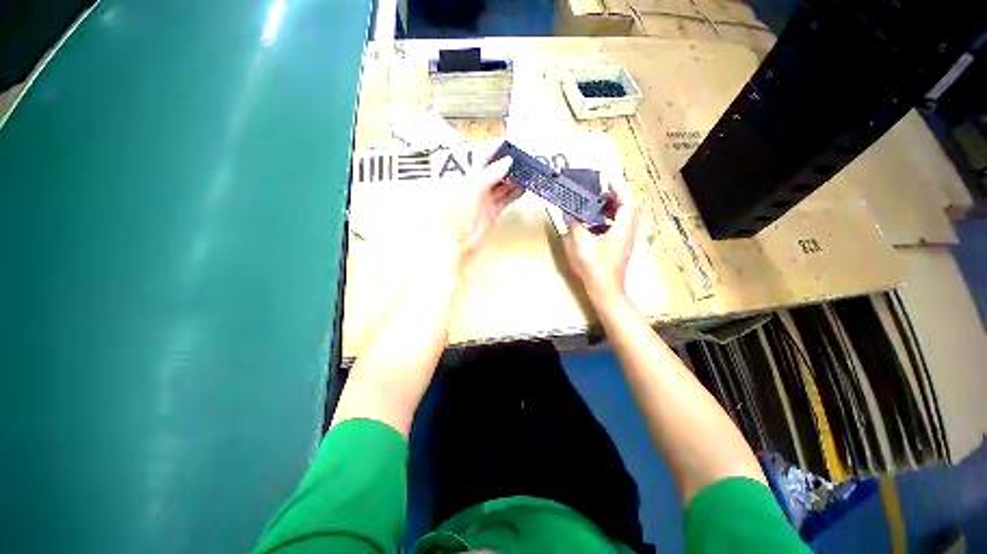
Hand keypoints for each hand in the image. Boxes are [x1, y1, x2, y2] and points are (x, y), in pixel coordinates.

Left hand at [437, 148, 522, 259]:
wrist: (458, 243)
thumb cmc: (457, 217)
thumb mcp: (471, 192)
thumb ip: (488, 176)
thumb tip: (506, 161)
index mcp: (466, 179)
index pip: (480, 159)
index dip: (493, 149)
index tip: (507, 141)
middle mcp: (476, 187)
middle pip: (493, 170)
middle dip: (506, 163)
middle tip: (522, 156)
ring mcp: (485, 199)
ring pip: (502, 184)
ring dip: (514, 178)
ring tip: (526, 170)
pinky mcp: (493, 211)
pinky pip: (506, 198)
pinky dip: (516, 193)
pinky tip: (525, 187)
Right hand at [563, 180, 638, 303]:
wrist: (605, 289)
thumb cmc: (595, 267)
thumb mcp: (581, 244)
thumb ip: (575, 225)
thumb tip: (568, 212)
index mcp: (622, 228)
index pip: (628, 201)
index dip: (619, 188)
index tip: (606, 180)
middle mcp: (628, 232)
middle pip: (627, 207)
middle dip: (613, 197)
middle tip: (597, 193)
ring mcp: (625, 240)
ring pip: (623, 217)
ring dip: (610, 209)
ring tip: (593, 206)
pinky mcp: (620, 247)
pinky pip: (618, 227)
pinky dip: (607, 220)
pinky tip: (592, 225)